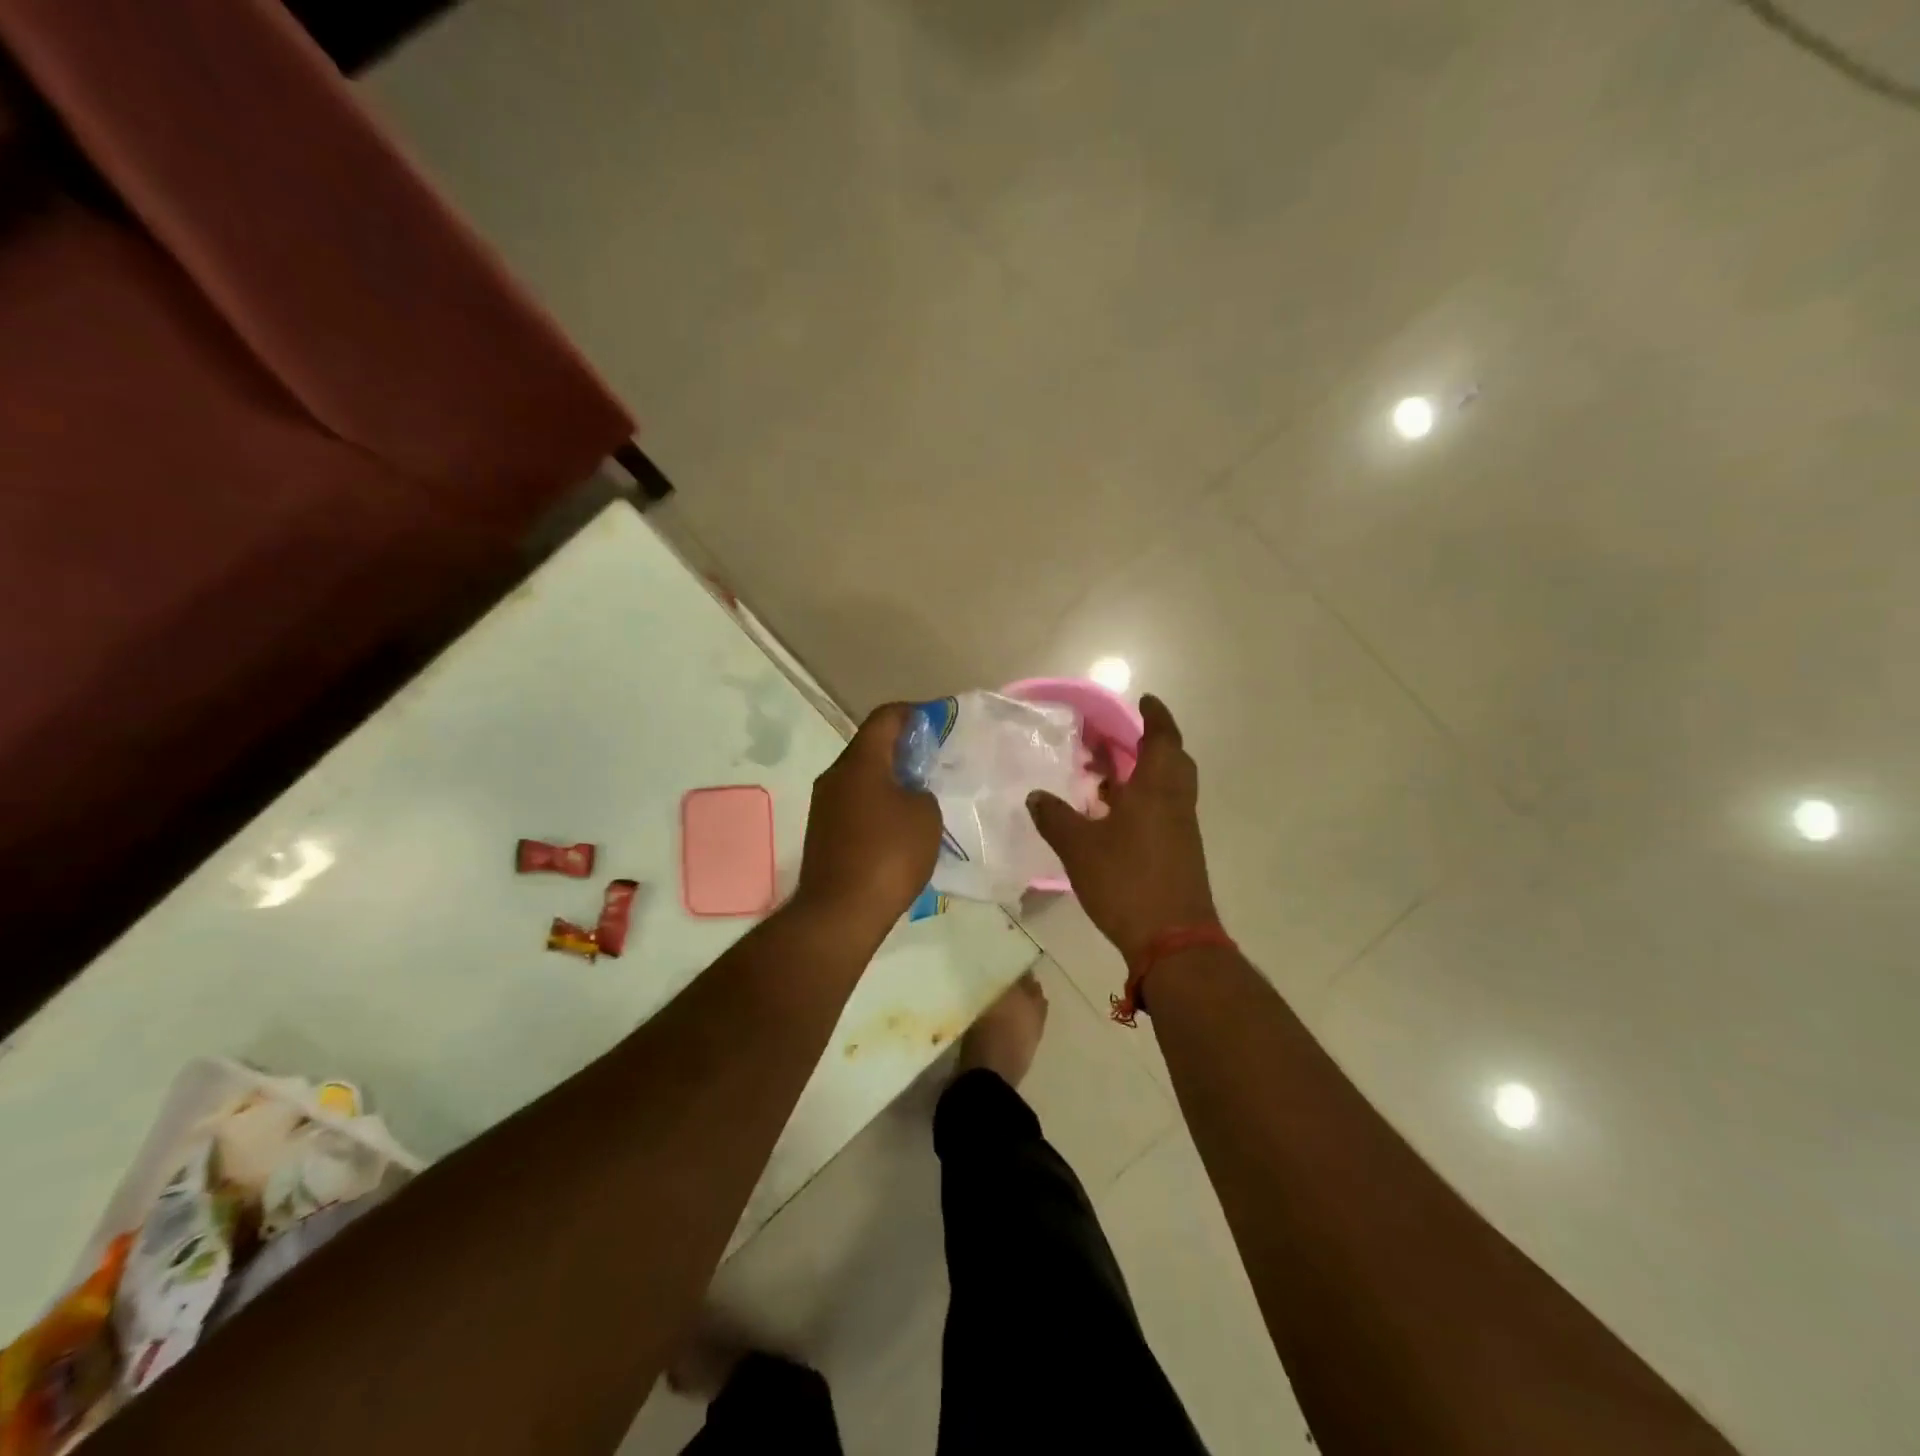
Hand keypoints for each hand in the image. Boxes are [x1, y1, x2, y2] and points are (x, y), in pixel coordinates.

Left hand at [794, 703, 942, 937]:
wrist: (840, 911)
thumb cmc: (888, 855)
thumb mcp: (925, 816)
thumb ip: (921, 792)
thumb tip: (908, 793)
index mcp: (861, 762)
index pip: (884, 718)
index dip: (911, 713)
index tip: (935, 721)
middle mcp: (835, 776)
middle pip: (870, 747)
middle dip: (901, 748)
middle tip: (932, 760)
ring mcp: (825, 805)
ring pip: (861, 777)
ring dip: (889, 779)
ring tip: (919, 793)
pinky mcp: (823, 831)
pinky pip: (854, 803)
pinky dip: (877, 803)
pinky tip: (898, 824)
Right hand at [1028, 695, 1218, 962]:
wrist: (1173, 941)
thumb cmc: (1127, 882)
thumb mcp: (1079, 848)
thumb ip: (1055, 818)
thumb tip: (1035, 795)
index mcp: (1156, 790)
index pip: (1162, 739)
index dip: (1155, 717)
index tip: (1144, 701)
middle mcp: (1174, 803)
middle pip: (1172, 761)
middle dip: (1151, 743)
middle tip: (1121, 738)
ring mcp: (1181, 830)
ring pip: (1168, 788)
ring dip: (1144, 774)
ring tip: (1107, 776)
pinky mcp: (1180, 853)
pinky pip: (1163, 811)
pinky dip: (1143, 802)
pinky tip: (1113, 817)